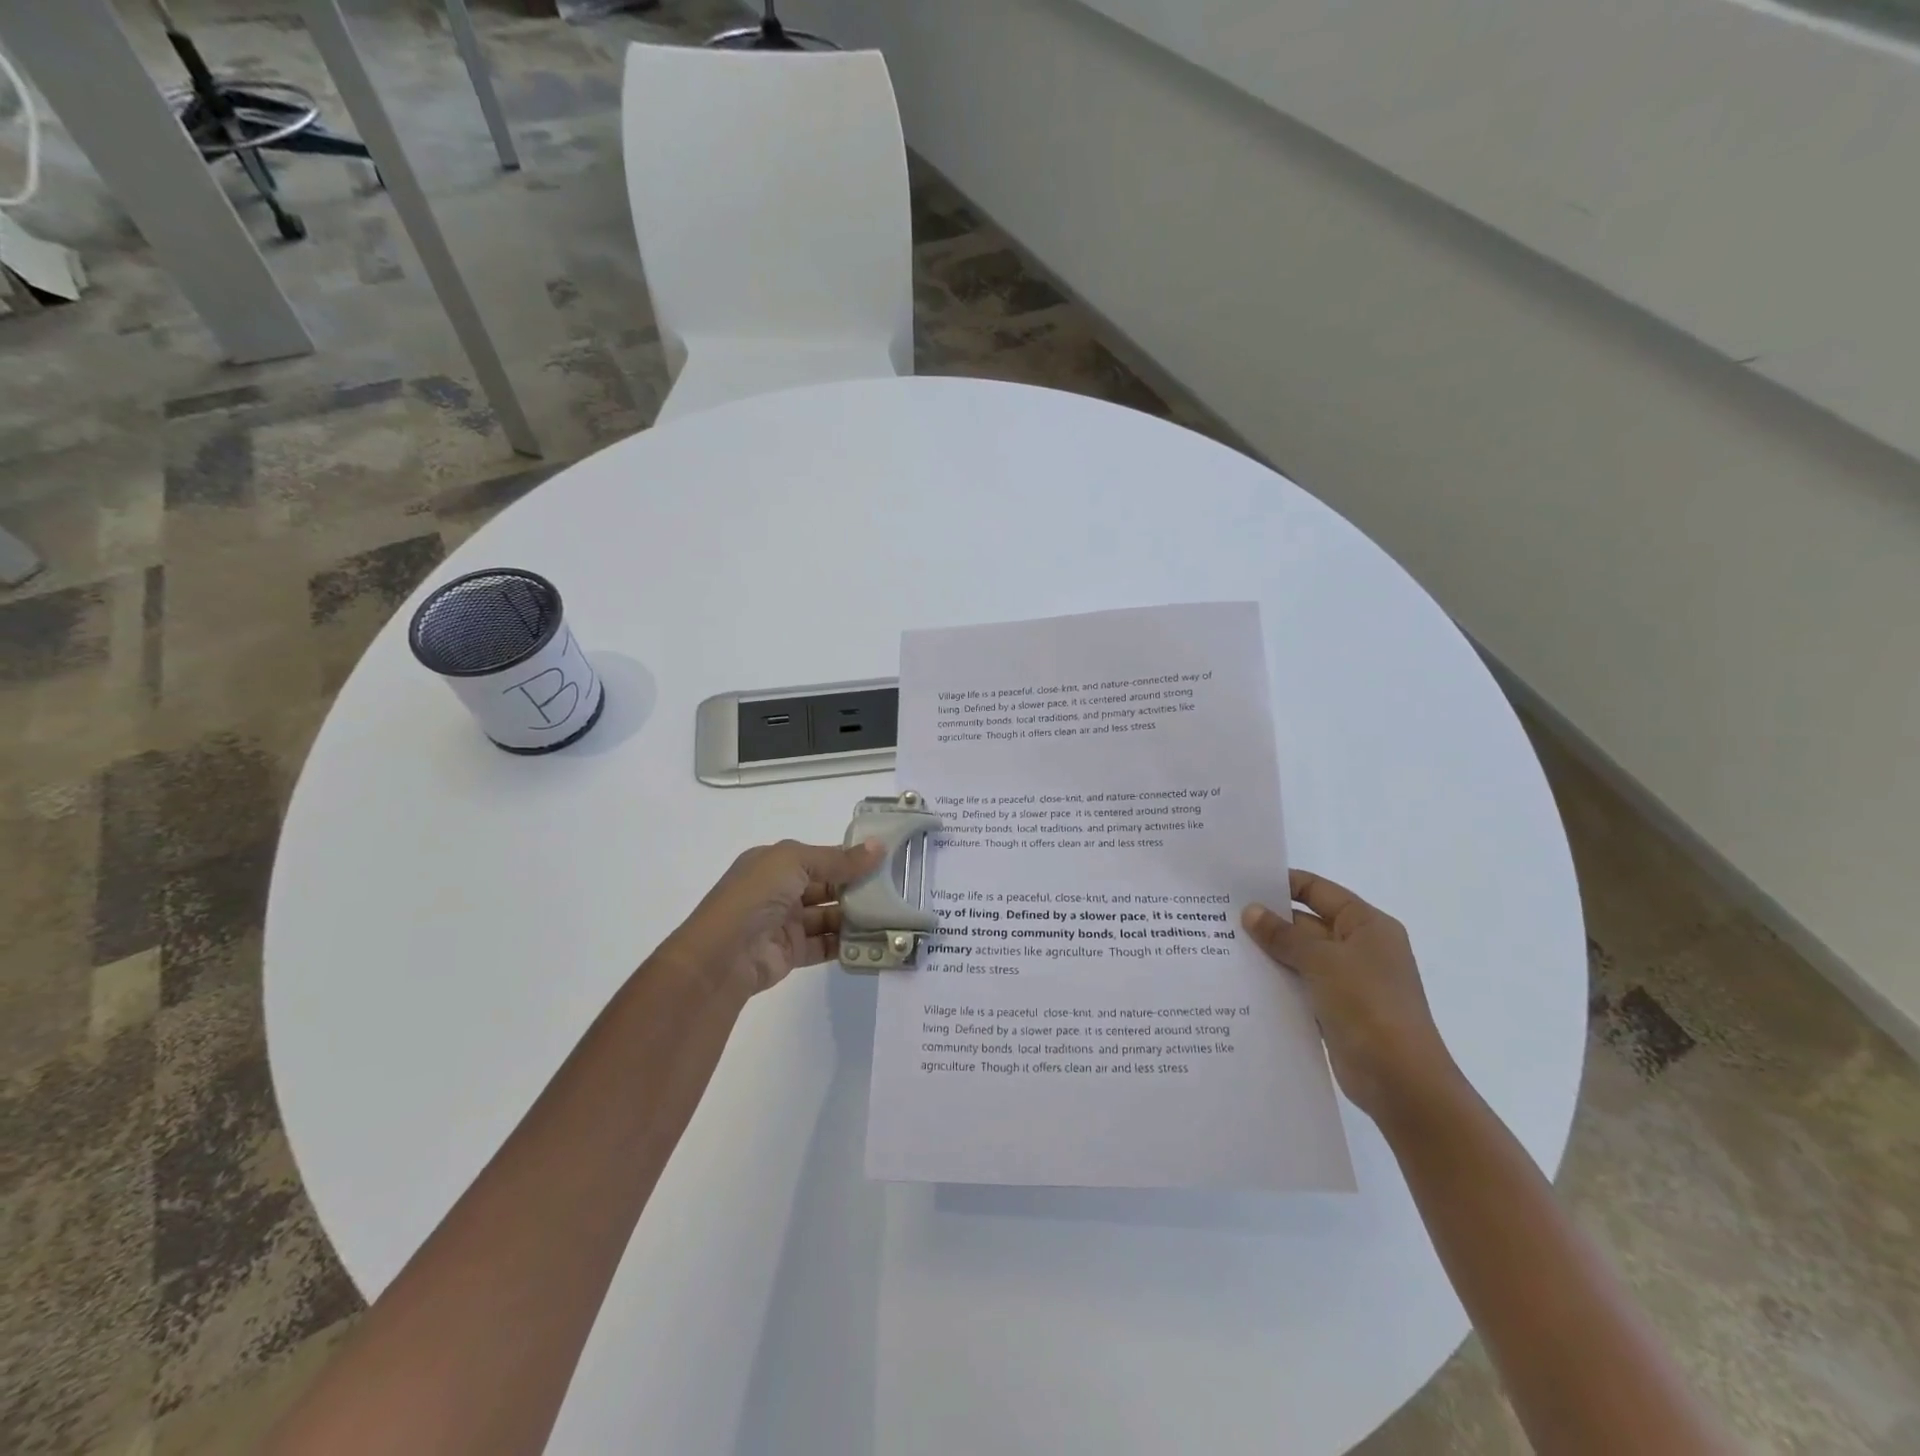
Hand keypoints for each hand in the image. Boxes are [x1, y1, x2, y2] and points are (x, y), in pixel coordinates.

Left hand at [658, 838, 885, 998]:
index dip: (849, 857)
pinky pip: (826, 944)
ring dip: (856, 915)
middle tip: (896, 889)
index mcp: (774, 863)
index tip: (885, 859)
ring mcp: (786, 922)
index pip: (819, 856)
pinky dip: (847, 942)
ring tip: (890, 915)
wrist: (723, 956)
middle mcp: (780, 890)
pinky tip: (873, 939)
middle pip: (827, 885)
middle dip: (857, 887)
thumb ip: (838, 859)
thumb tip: (878, 847)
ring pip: (829, 915)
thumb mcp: (794, 863)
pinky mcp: (792, 952)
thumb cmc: (755, 896)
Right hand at [1242, 870, 1460, 1123]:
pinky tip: (1242, 981)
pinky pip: (1300, 986)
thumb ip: (1283, 934)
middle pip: (1306, 923)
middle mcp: (1359, 948)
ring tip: (1221, 945)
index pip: (1318, 890)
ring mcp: (1348, 981)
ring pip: (1299, 957)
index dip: (1282, 883)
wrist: (1401, 1081)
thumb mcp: (1322, 961)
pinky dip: (1276, 982)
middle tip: (1220, 916)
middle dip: (1268, 921)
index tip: (1240, 884)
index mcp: (1366, 925)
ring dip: (1268, 953)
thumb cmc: (1368, 1005)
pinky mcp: (1336, 1011)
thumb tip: (1251, 911)